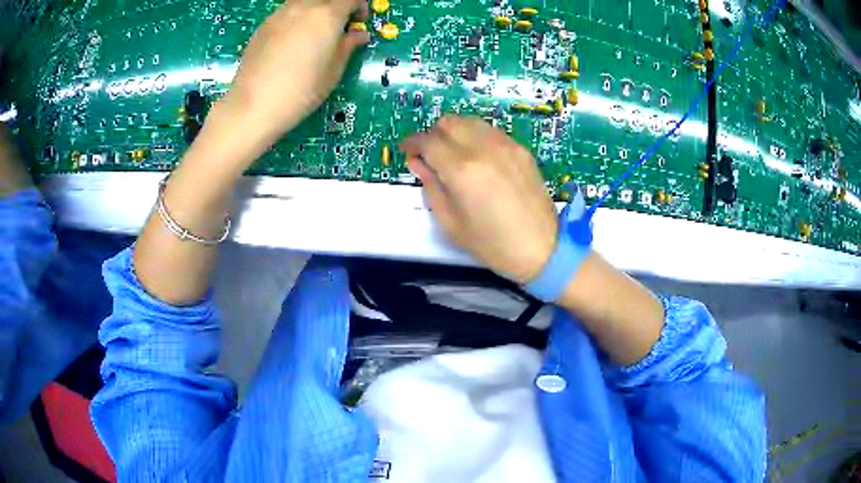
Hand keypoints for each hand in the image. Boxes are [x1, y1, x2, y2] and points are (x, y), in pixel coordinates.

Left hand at [216, 0, 368, 150]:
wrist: (253, 106)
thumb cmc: (301, 91)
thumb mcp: (333, 71)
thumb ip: (348, 46)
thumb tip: (358, 35)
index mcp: (327, 15)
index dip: (359, 7)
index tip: (358, 23)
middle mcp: (303, 6)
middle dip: (337, 7)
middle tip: (337, 27)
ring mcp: (280, 14)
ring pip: (304, 2)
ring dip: (315, 10)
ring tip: (313, 34)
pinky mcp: (263, 25)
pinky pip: (287, 12)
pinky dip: (296, 18)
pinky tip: (291, 42)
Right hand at [401, 116, 557, 284]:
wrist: (542, 248)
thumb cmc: (492, 244)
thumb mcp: (450, 222)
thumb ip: (431, 186)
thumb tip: (418, 163)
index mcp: (462, 170)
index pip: (428, 141)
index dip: (412, 144)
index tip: (407, 152)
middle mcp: (483, 148)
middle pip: (448, 122)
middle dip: (433, 135)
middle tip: (431, 156)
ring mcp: (506, 145)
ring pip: (470, 121)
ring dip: (455, 132)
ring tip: (454, 155)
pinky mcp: (520, 149)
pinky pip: (490, 131)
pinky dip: (476, 137)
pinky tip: (479, 159)